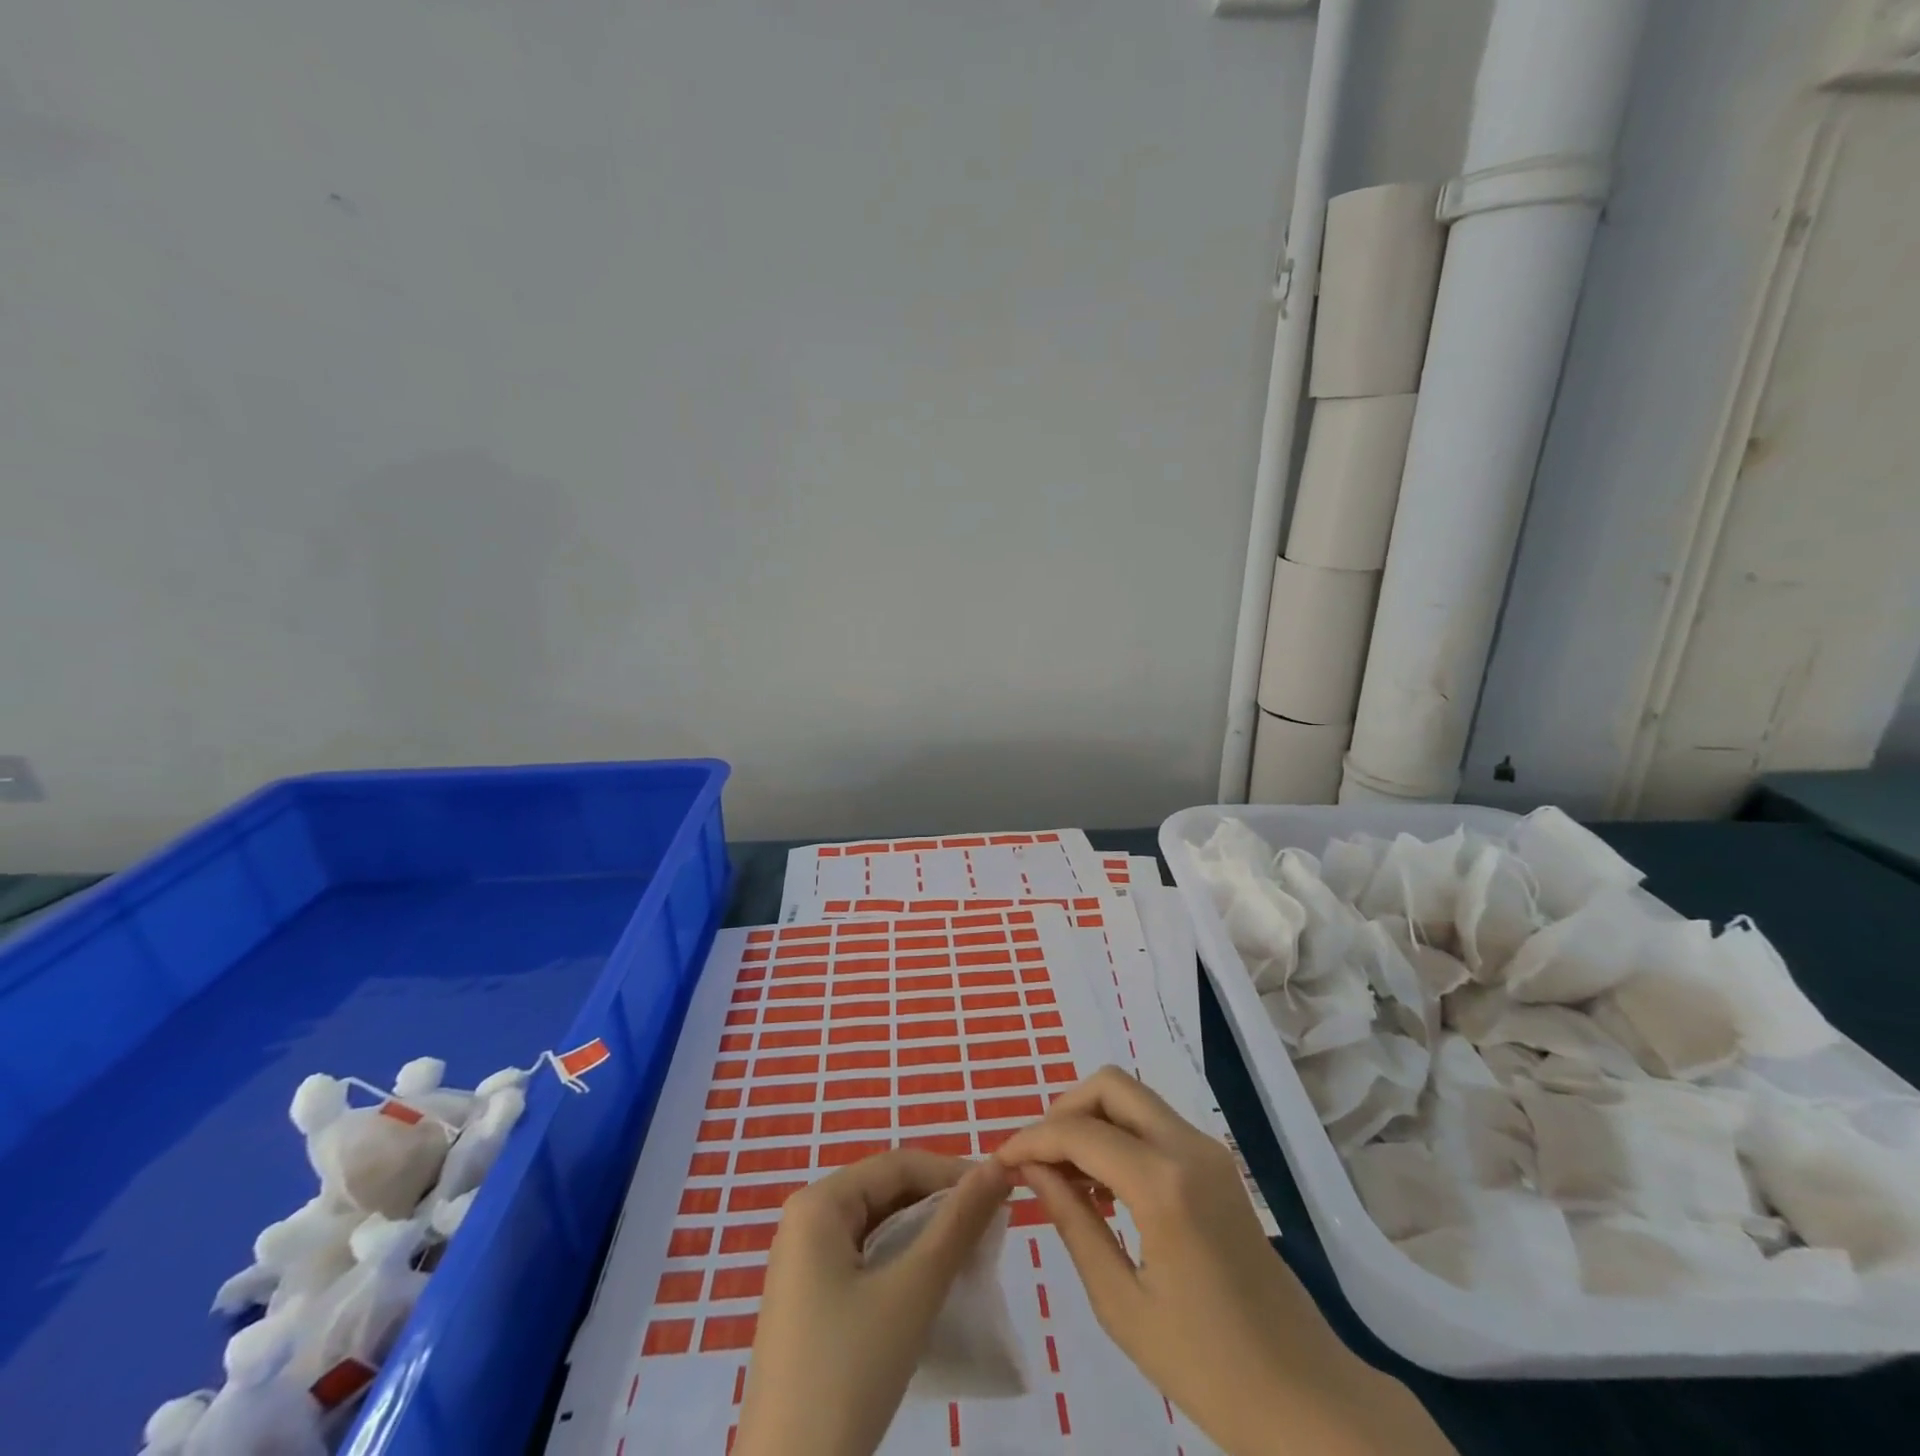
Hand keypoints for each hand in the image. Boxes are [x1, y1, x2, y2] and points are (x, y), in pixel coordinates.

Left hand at [733, 1150, 1012, 1455]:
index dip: (952, 1172)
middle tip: (991, 1227)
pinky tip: (934, 1286)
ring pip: (878, 1228)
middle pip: (886, 1192)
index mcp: (818, 1204)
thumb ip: (957, 1223)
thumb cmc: (849, 1371)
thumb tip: (998, 1166)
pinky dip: (902, 1265)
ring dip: (925, 1237)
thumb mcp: (912, 1291)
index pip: (897, 1165)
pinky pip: (864, 1261)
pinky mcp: (809, 1302)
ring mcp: (803, 1264)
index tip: (1002, 1190)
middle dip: (939, 1206)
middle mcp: (805, 1221)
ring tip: (972, 1255)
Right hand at [994, 1068, 1450, 1455]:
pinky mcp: (1218, 1164)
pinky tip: (1104, 1188)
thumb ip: (1072, 1222)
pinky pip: (1154, 1124)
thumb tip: (1031, 1169)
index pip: (1079, 1131)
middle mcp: (1188, 1147)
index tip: (1000, 1161)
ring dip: (1092, 1120)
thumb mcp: (1121, 1303)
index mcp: (1164, 1183)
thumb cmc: (1208, 1368)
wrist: (1306, 1397)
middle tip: (1038, 1160)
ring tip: (1065, 1179)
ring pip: (1133, 1098)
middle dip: (1064, 1110)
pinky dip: (1119, 1135)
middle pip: (1110, 1085)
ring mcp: (1209, 1150)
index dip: (1032, 1139)